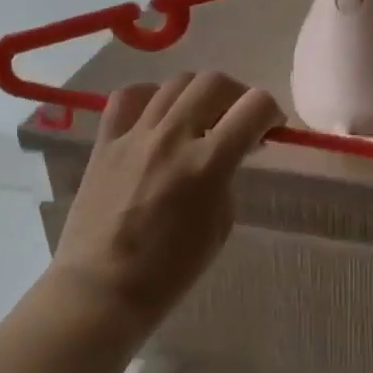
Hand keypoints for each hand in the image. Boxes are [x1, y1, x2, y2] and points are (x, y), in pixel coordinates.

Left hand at [51, 71, 283, 330]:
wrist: (101, 290)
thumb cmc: (170, 270)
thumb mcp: (220, 224)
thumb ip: (227, 178)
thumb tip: (226, 153)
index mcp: (208, 164)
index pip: (254, 106)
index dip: (271, 112)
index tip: (270, 128)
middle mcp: (172, 138)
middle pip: (215, 82)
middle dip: (238, 95)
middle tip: (238, 119)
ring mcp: (135, 136)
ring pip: (176, 82)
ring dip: (199, 94)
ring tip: (200, 116)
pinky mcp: (105, 142)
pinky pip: (129, 97)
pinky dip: (150, 96)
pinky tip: (157, 114)